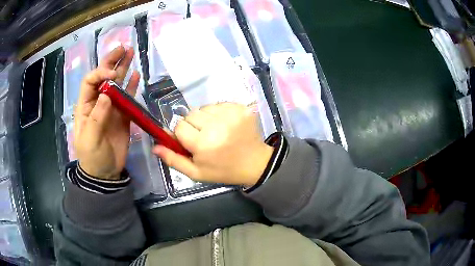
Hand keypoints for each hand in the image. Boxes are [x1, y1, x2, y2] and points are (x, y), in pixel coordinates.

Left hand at [74, 46, 139, 179]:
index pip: (90, 81)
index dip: (101, 73)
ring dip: (122, 68)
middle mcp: (97, 102)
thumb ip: (96, 117)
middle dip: (111, 61)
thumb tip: (107, 95)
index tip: (113, 75)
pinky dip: (131, 86)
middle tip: (123, 47)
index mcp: (85, 106)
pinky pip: (127, 97)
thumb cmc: (92, 157)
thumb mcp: (90, 140)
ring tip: (130, 52)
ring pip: (116, 84)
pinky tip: (136, 75)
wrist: (105, 173)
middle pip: (103, 77)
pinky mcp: (122, 115)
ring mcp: (111, 107)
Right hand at [153, 103, 273, 186]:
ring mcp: (230, 114)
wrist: (255, 163)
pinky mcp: (239, 107)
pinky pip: (218, 104)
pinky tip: (226, 125)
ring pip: (203, 108)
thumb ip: (174, 160)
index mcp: (203, 144)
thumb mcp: (197, 172)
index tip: (191, 142)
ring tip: (216, 131)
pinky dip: (217, 113)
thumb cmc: (223, 170)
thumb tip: (155, 147)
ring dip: (205, 119)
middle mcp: (216, 126)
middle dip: (193, 126)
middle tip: (204, 138)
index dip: (182, 135)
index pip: (179, 127)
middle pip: (190, 115)